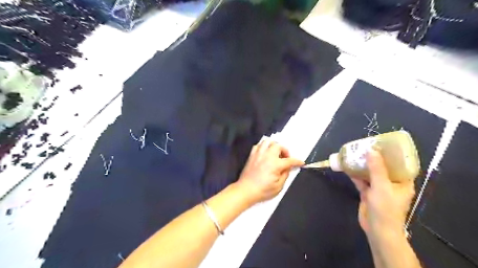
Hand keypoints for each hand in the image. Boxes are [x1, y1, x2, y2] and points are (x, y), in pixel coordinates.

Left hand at [237, 138, 303, 204]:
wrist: (246, 190)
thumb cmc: (262, 190)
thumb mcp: (278, 186)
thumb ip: (285, 175)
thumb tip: (288, 168)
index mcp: (275, 164)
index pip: (289, 160)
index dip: (297, 161)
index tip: (301, 163)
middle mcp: (267, 156)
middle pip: (279, 146)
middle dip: (285, 150)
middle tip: (285, 158)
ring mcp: (258, 154)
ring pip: (268, 141)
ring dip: (274, 146)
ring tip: (276, 153)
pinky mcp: (252, 155)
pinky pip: (258, 145)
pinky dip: (263, 147)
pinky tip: (265, 154)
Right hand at [350, 149, 416, 238]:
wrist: (377, 229)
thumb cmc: (385, 208)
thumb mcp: (382, 186)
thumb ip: (376, 168)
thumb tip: (371, 150)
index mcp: (402, 182)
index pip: (400, 164)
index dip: (392, 153)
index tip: (383, 144)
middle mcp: (391, 183)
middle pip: (383, 167)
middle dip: (374, 158)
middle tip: (365, 146)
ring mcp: (379, 188)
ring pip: (371, 173)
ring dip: (363, 165)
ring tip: (355, 154)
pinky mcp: (368, 193)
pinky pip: (362, 180)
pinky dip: (355, 174)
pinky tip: (348, 167)